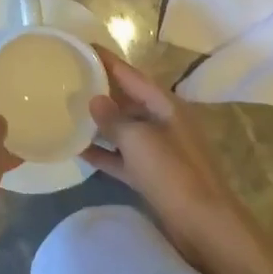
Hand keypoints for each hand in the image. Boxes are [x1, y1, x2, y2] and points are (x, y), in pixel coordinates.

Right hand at [83, 48, 245, 263]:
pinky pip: (122, 157)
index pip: (131, 74)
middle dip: (100, 88)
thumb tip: (94, 100)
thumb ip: (115, 119)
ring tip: (67, 110)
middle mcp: (163, 122)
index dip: (107, 60)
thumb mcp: (140, 141)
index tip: (82, 46)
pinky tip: (78, 150)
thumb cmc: (174, 174)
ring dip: (99, 122)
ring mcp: (158, 150)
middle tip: (68, 77)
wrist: (205, 227)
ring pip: (123, 128)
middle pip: (127, 99)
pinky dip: (104, 153)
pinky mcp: (152, 176)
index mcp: (165, 105)